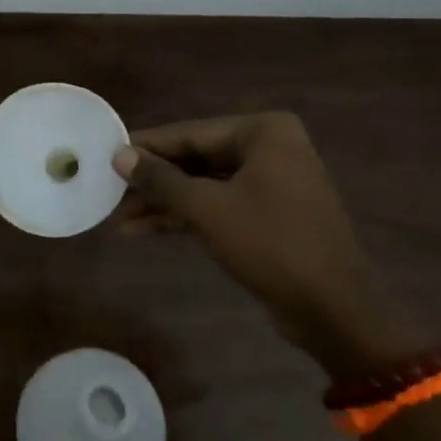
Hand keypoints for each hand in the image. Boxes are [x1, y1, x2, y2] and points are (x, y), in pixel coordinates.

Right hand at [112, 113, 413, 368]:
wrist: (332, 308)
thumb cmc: (271, 245)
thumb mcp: (208, 209)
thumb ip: (161, 180)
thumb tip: (119, 155)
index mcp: (263, 132)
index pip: (191, 133)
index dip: (147, 146)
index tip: (107, 153)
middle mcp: (270, 148)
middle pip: (196, 158)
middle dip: (153, 181)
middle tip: (109, 191)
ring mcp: (271, 182)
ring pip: (204, 185)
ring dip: (164, 203)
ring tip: (118, 219)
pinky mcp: (268, 215)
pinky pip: (218, 205)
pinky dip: (185, 217)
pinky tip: (144, 230)